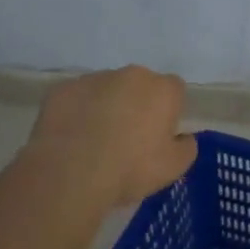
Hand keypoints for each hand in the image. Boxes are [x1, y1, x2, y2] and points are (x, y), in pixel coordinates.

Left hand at [28, 66, 198, 208]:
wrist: (70, 173)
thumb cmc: (130, 169)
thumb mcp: (174, 168)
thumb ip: (187, 147)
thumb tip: (183, 137)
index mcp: (163, 89)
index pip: (175, 90)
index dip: (168, 112)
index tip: (159, 136)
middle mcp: (131, 75)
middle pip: (140, 86)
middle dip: (137, 105)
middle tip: (127, 139)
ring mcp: (94, 79)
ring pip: (107, 90)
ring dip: (106, 107)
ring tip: (94, 142)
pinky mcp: (62, 90)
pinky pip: (76, 99)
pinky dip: (77, 113)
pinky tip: (71, 139)